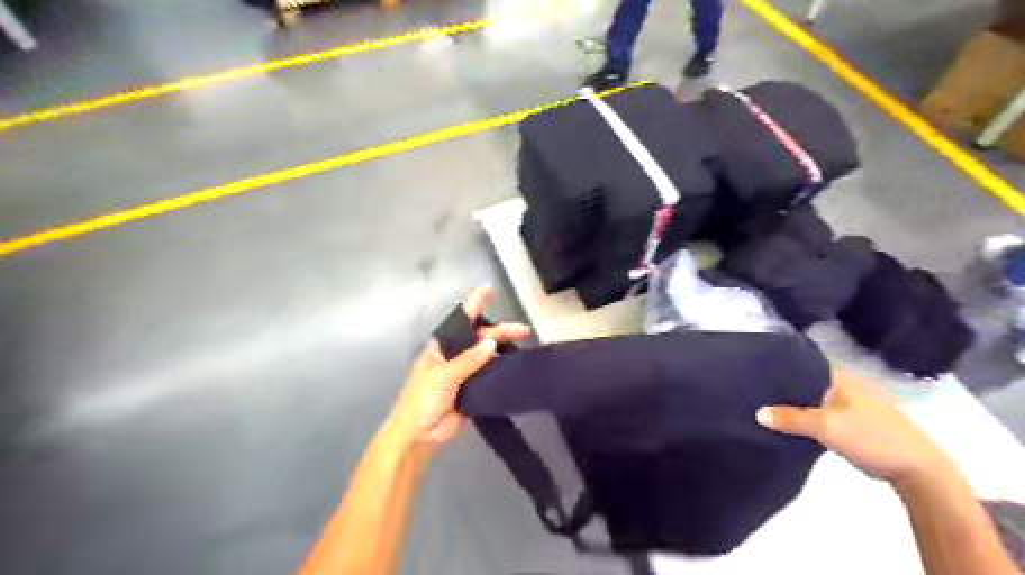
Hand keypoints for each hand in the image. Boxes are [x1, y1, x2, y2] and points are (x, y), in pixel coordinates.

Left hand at [382, 287, 527, 453]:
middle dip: (500, 332)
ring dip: (504, 350)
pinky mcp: (473, 390)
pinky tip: (516, 366)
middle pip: (480, 338)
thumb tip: (491, 343)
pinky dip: (502, 369)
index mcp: (441, 347)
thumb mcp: (443, 376)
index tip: (488, 289)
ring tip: (526, 346)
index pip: (459, 321)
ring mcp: (464, 373)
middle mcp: (453, 356)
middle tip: (524, 332)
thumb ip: (468, 360)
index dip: (474, 304)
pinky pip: (489, 375)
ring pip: (487, 356)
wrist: (418, 435)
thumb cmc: (422, 400)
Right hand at [756, 369, 948, 485]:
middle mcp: (843, 385)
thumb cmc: (873, 437)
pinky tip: (788, 423)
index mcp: (840, 377)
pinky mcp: (852, 422)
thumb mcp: (827, 427)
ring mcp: (849, 403)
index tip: (753, 371)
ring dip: (793, 403)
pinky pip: (819, 413)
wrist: (918, 469)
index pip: (801, 363)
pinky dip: (805, 417)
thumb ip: (791, 418)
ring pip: (812, 398)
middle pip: (805, 381)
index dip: (778, 366)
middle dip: (782, 387)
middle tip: (753, 391)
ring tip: (764, 406)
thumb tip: (757, 413)